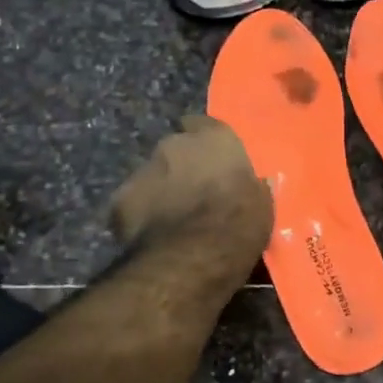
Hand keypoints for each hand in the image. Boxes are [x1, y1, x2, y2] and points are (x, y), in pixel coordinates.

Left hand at [110, 117, 272, 286]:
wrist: (192, 257)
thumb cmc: (238, 224)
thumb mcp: (262, 205)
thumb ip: (252, 186)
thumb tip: (256, 183)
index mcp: (214, 139)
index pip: (204, 124)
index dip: (205, 141)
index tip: (210, 157)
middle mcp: (175, 144)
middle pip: (175, 149)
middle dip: (181, 165)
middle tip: (193, 191)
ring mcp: (143, 169)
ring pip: (152, 175)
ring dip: (161, 189)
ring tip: (171, 217)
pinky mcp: (119, 199)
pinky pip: (132, 202)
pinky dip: (141, 213)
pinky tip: (151, 235)